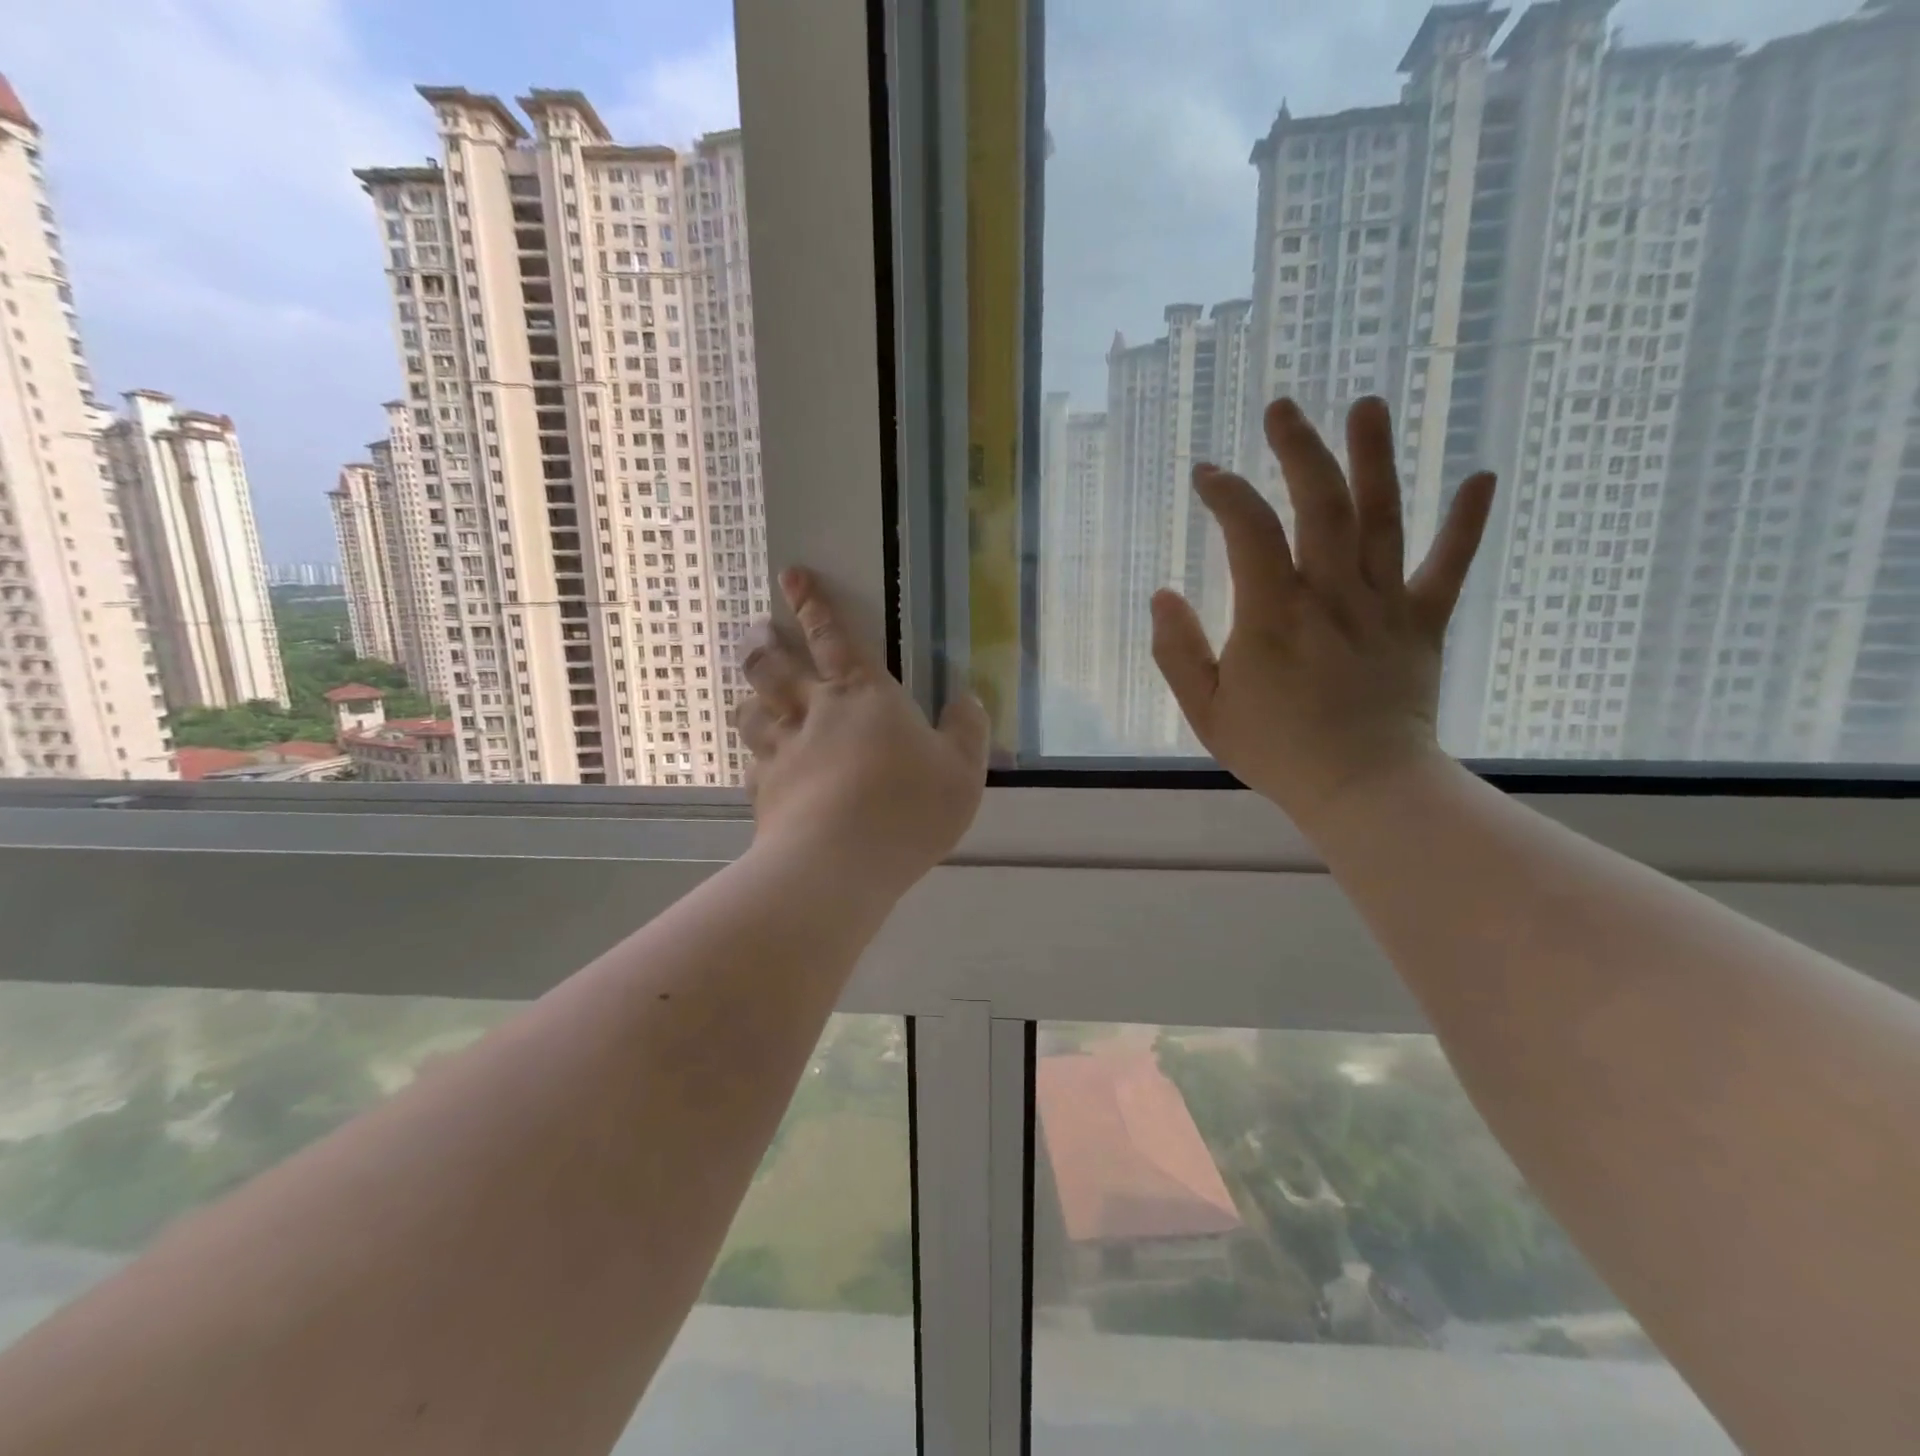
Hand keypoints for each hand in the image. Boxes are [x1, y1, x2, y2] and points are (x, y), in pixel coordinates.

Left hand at [734, 568, 989, 892]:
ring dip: (750, 695)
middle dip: (764, 643)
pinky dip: (753, 756)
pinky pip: (751, 763)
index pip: (832, 636)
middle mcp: (814, 712)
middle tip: (756, 631)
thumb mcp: (962, 770)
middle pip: (775, 667)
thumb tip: (968, 700)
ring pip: (752, 710)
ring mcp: (782, 751)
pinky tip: (757, 763)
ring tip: (750, 693)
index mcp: (863, 695)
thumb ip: (967, 730)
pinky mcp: (764, 791)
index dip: (812, 603)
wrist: (839, 863)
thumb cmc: (908, 807)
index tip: (791, 575)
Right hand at [1151, 397, 1494, 832]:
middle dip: (1298, 450)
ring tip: (1365, 406)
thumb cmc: (1277, 751)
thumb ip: (1178, 651)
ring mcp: (1382, 604)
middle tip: (1283, 408)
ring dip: (1373, 459)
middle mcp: (1330, 594)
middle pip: (1319, 504)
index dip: (1225, 492)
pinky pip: (1448, 566)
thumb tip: (1163, 595)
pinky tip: (1482, 478)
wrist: (1362, 787)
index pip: (1248, 531)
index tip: (1207, 474)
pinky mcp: (1421, 622)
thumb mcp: (1206, 710)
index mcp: (1273, 614)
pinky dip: (1466, 524)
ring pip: (1381, 518)